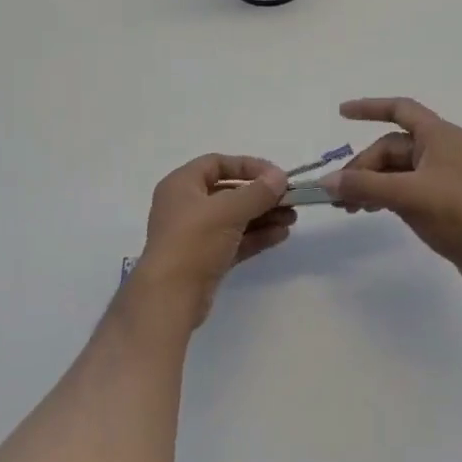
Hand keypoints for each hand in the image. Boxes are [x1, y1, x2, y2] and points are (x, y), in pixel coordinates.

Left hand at [126, 155, 295, 329]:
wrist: (170, 297)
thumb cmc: (194, 241)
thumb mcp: (228, 211)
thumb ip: (257, 192)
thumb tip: (279, 177)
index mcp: (181, 185)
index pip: (217, 163)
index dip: (247, 166)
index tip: (276, 175)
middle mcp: (186, 205)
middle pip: (228, 192)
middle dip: (260, 195)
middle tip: (290, 200)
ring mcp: (195, 234)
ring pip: (234, 218)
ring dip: (263, 216)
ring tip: (292, 219)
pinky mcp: (205, 259)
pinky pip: (234, 240)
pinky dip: (256, 236)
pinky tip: (281, 235)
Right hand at [322, 98, 461, 296]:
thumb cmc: (459, 213)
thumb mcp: (408, 195)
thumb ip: (365, 185)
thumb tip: (326, 182)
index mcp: (438, 135)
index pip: (400, 109)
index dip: (369, 107)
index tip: (341, 114)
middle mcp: (440, 149)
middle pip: (390, 148)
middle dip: (362, 167)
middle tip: (339, 194)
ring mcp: (441, 176)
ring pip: (394, 170)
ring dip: (369, 184)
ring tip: (346, 207)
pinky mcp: (441, 199)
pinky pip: (403, 188)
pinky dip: (383, 195)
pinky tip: (368, 210)